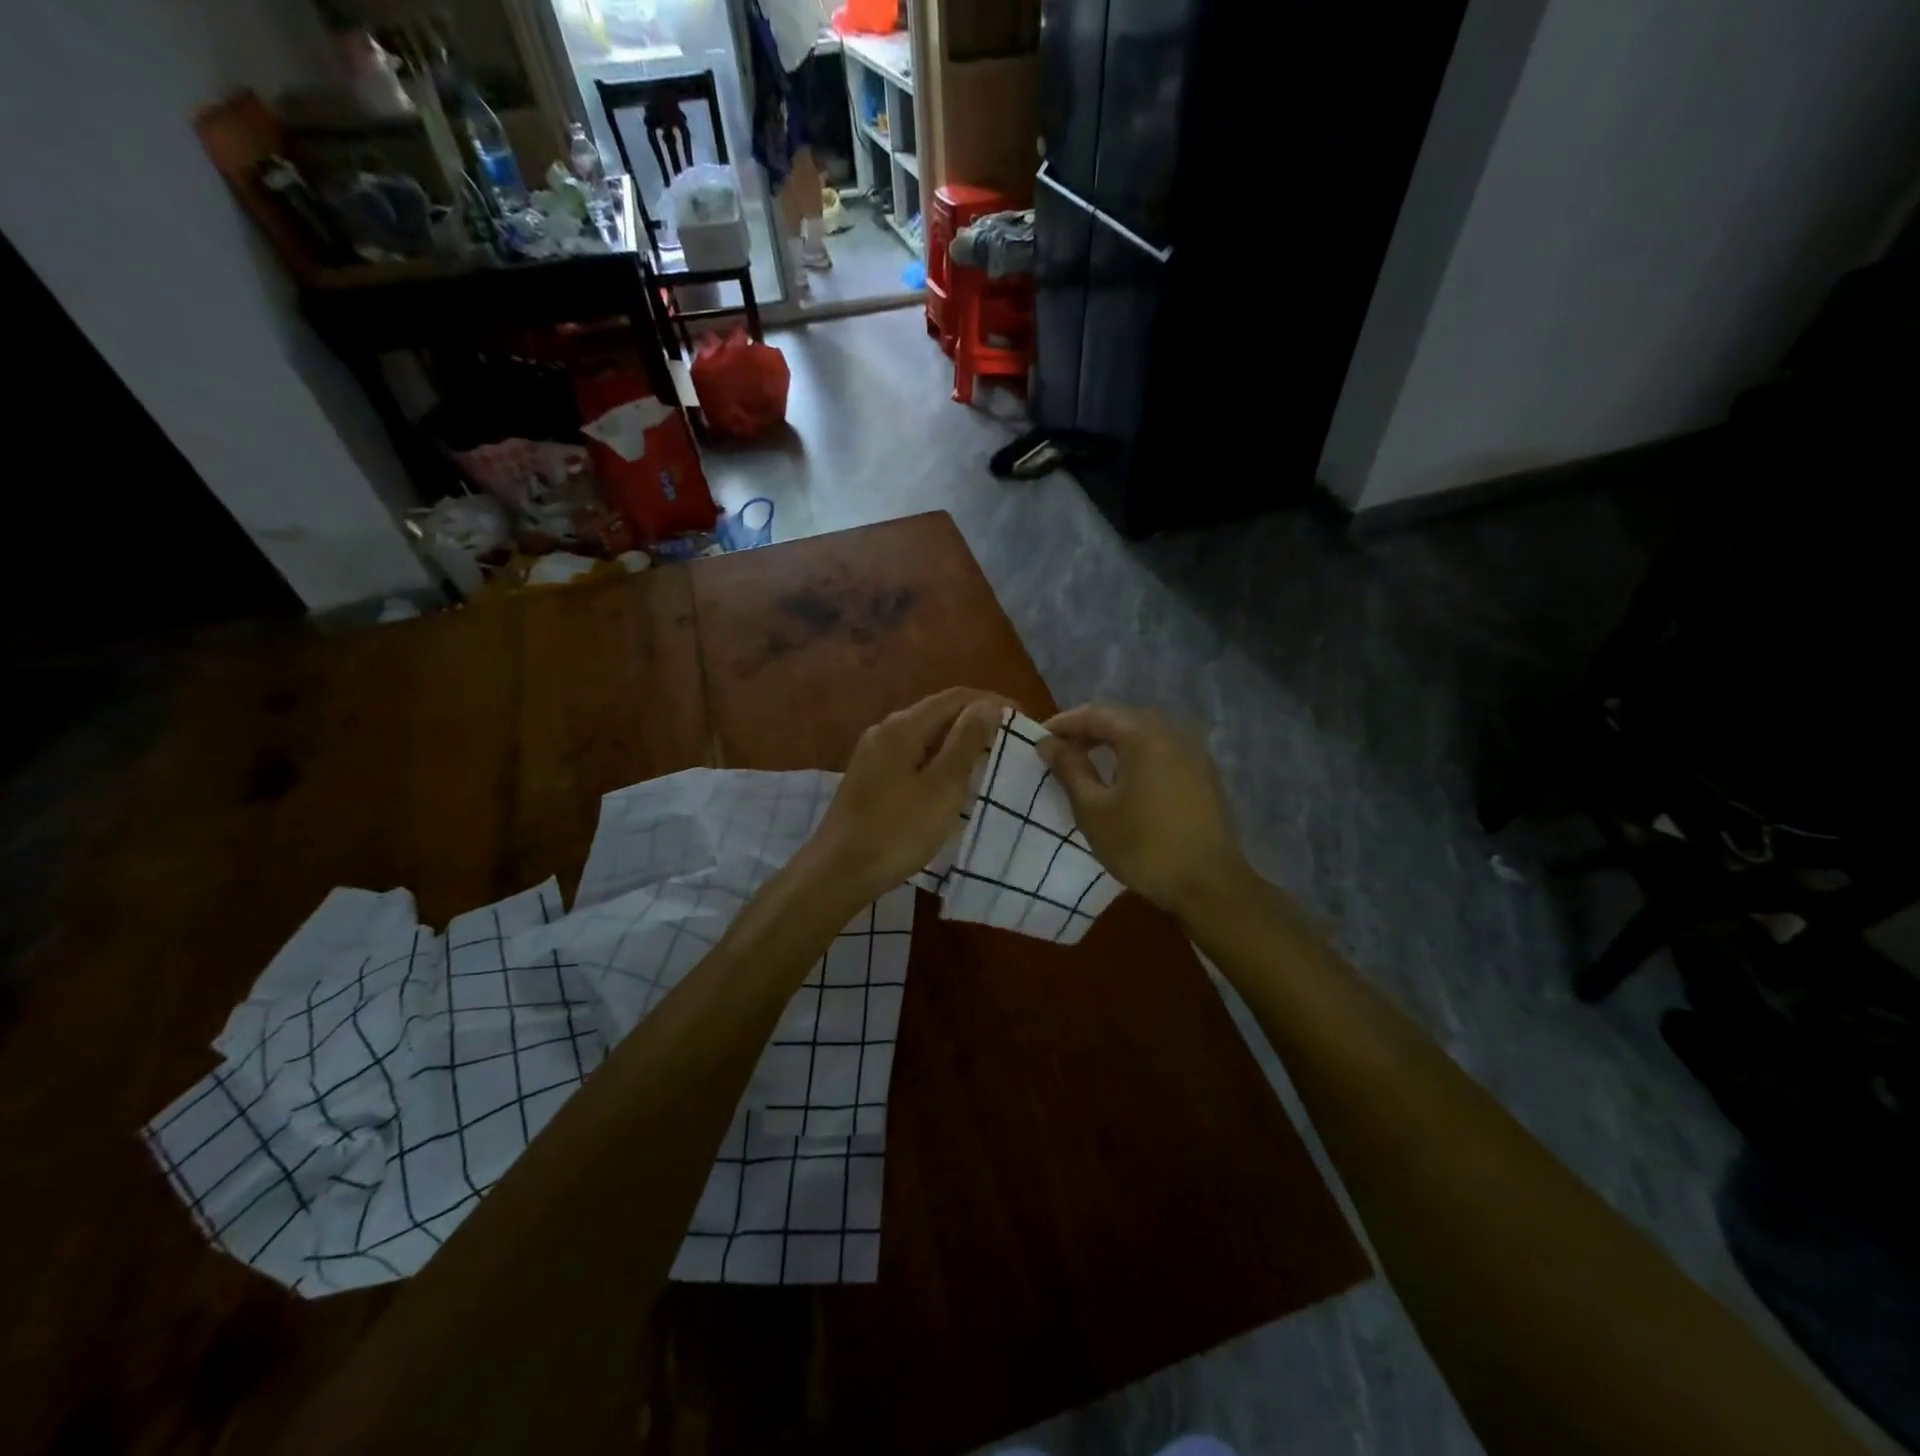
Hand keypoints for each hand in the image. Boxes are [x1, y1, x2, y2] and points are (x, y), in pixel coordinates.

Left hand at [803, 687, 1005, 906]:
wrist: (838, 872)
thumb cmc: (896, 831)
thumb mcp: (941, 787)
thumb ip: (966, 742)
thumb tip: (988, 705)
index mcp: (903, 727)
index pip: (955, 698)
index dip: (991, 702)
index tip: (1023, 719)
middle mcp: (885, 731)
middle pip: (938, 712)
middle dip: (976, 720)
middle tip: (1010, 740)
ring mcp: (874, 754)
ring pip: (925, 735)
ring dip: (958, 741)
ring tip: (989, 758)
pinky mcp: (871, 777)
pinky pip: (913, 754)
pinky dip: (939, 759)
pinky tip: (953, 779)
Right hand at [1037, 703, 1254, 921]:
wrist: (1209, 885)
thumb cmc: (1143, 847)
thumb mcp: (1094, 810)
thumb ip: (1069, 770)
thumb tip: (1047, 743)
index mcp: (1144, 736)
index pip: (1095, 714)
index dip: (1064, 723)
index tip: (1039, 739)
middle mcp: (1172, 733)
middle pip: (1122, 719)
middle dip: (1088, 730)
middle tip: (1060, 750)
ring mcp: (1194, 752)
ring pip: (1144, 734)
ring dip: (1113, 742)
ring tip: (1087, 762)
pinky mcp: (1204, 773)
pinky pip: (1162, 750)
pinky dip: (1137, 755)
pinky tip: (1124, 777)